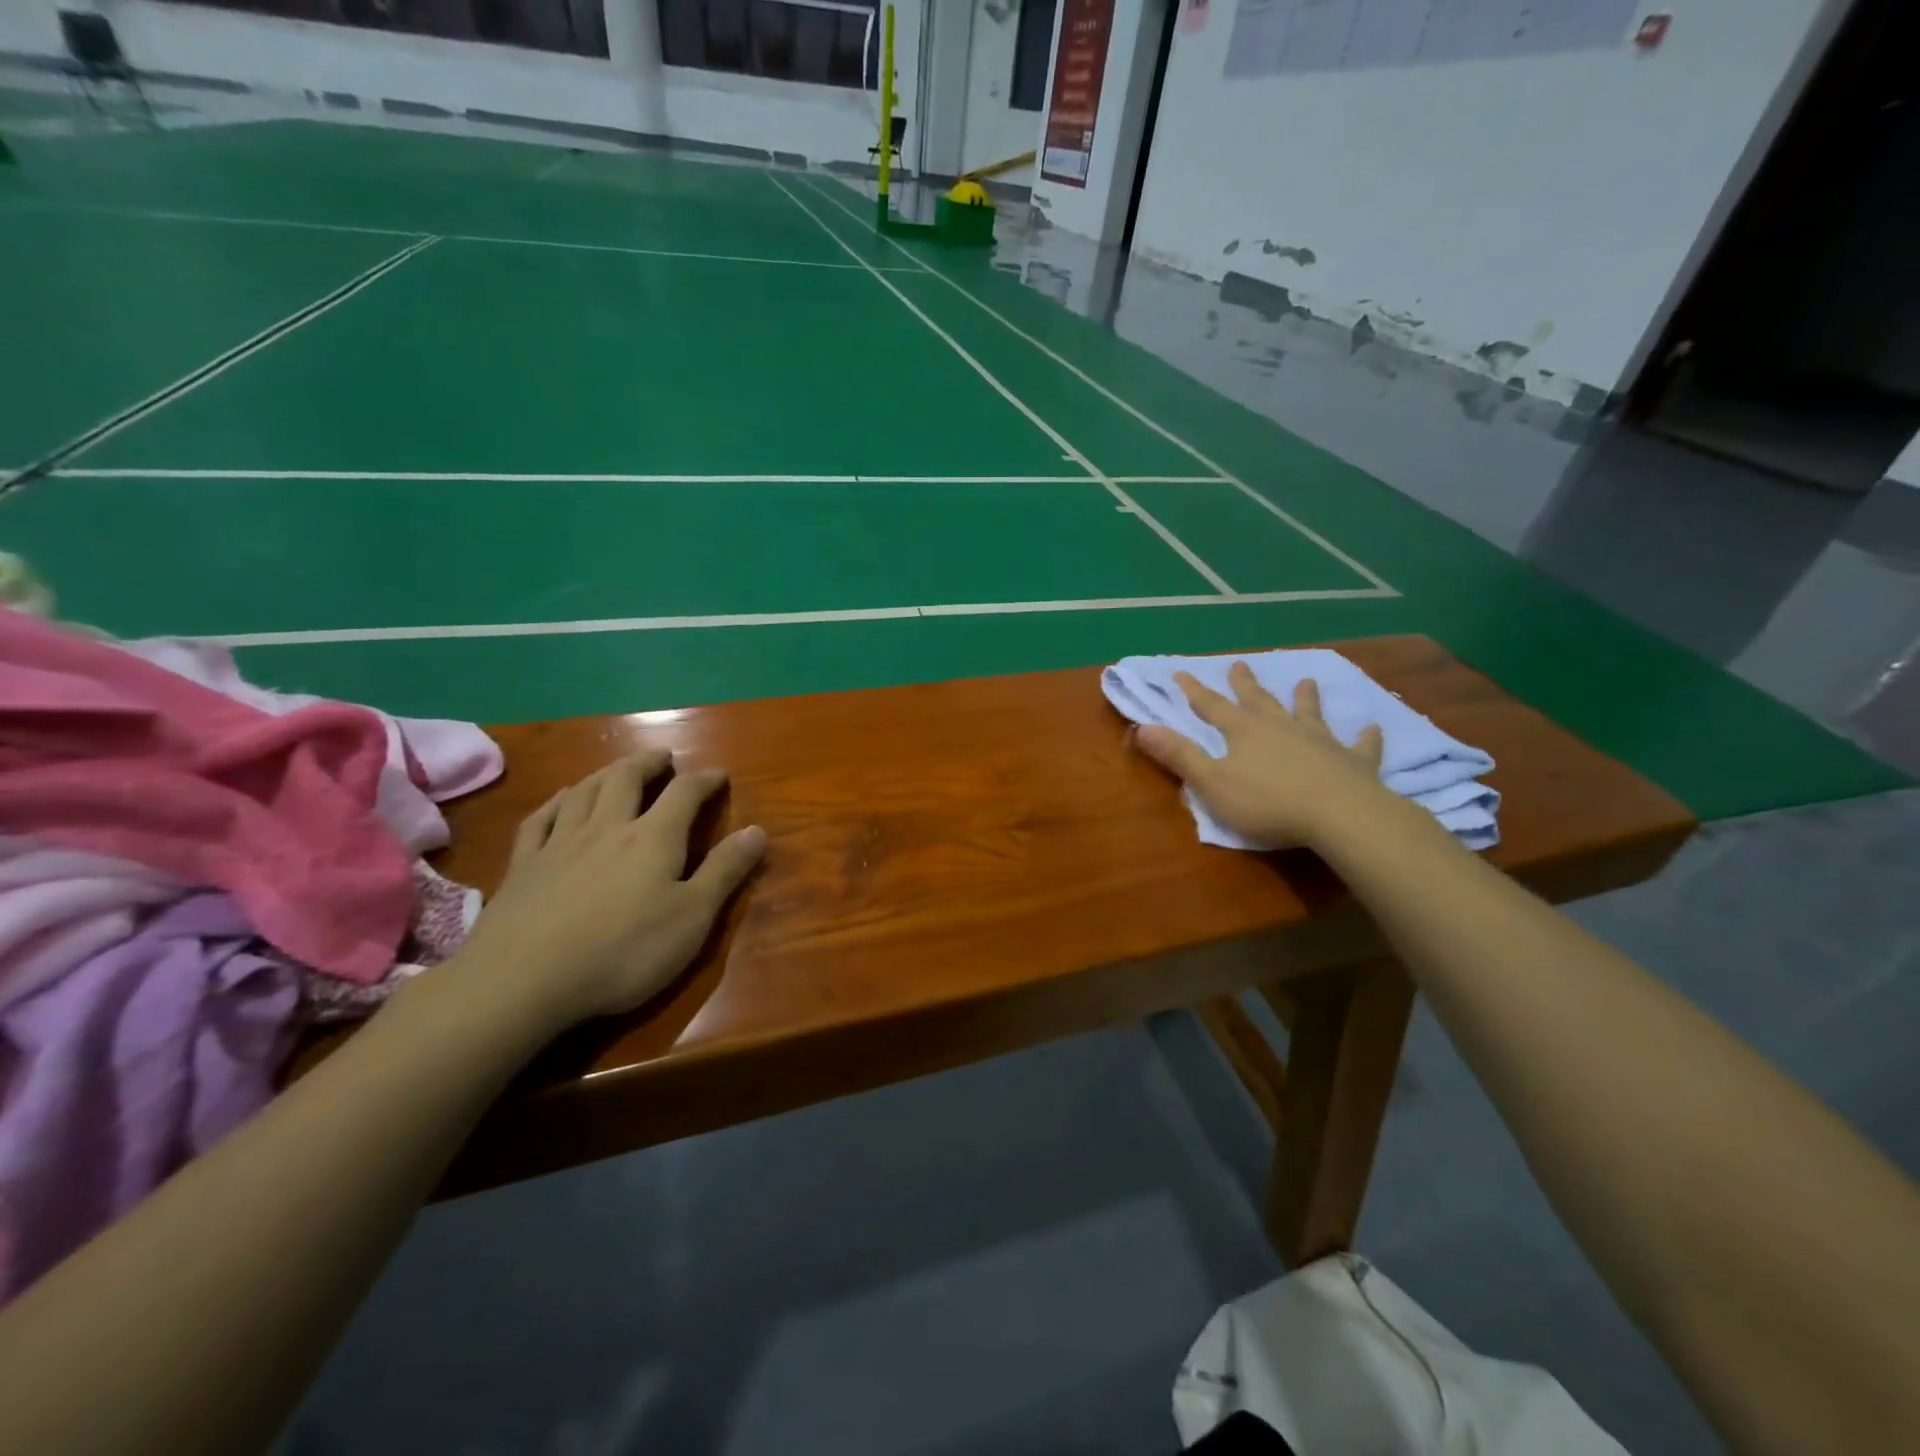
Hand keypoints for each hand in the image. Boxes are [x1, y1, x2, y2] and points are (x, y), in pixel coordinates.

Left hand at [451, 751, 765, 1031]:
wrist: (523, 980)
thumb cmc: (623, 951)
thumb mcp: (692, 917)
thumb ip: (724, 871)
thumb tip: (758, 831)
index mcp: (653, 837)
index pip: (684, 794)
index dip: (704, 780)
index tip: (718, 774)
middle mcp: (607, 827)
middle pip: (627, 779)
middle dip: (649, 764)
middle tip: (662, 757)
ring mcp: (560, 843)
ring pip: (584, 791)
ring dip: (606, 772)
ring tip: (618, 768)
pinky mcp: (523, 866)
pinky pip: (540, 818)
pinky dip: (556, 801)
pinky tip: (560, 798)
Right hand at [1133, 663, 1392, 849]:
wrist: (1341, 815)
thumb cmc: (1268, 803)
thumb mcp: (1212, 783)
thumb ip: (1180, 756)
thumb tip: (1143, 728)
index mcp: (1244, 732)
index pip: (1212, 707)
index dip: (1194, 691)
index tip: (1181, 672)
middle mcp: (1281, 727)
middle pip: (1258, 701)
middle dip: (1245, 684)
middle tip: (1239, 663)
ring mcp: (1321, 741)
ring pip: (1309, 713)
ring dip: (1306, 698)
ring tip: (1306, 681)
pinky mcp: (1353, 761)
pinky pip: (1360, 745)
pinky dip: (1364, 737)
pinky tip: (1371, 728)